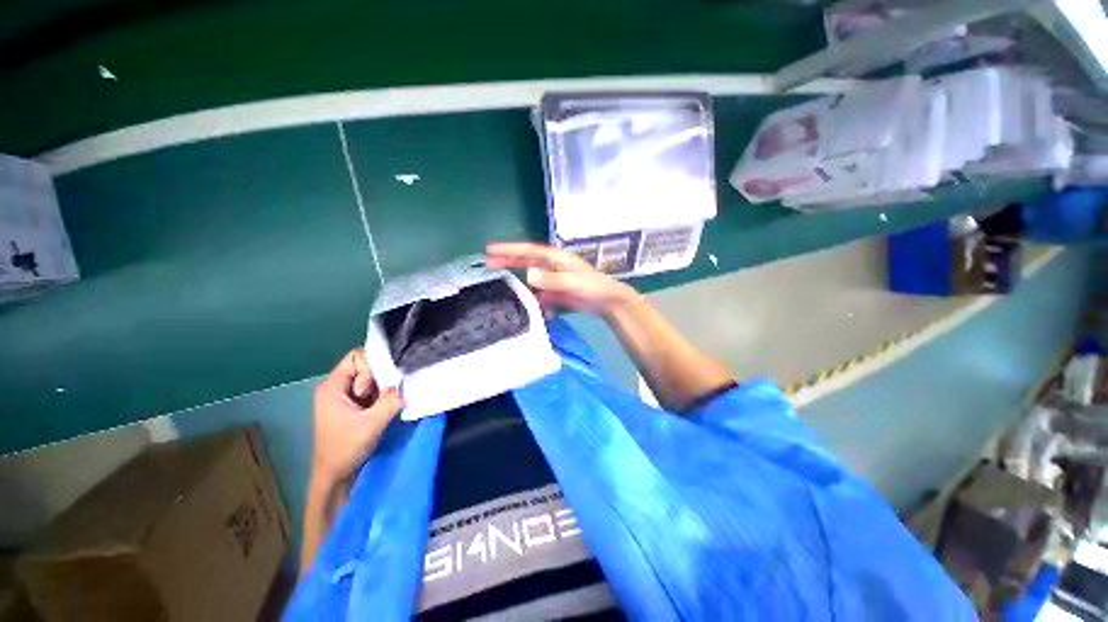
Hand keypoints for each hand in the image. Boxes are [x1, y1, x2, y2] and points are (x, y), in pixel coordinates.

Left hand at [310, 349, 402, 487]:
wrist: (334, 476)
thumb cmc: (345, 448)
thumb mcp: (371, 424)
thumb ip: (391, 400)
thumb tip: (409, 385)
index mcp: (332, 387)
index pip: (356, 357)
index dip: (371, 367)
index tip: (376, 388)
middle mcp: (337, 387)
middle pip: (364, 366)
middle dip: (379, 379)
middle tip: (384, 397)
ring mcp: (345, 397)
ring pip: (370, 379)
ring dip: (382, 389)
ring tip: (384, 405)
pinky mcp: (353, 406)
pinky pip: (372, 390)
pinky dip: (382, 396)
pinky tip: (385, 408)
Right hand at [486, 242, 637, 316]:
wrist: (608, 302)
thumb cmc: (592, 287)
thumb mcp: (572, 282)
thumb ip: (551, 280)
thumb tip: (528, 274)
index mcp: (555, 259)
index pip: (529, 251)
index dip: (510, 250)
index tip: (490, 250)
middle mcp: (552, 266)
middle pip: (526, 261)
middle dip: (508, 261)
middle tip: (488, 262)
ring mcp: (554, 280)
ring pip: (531, 278)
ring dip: (518, 280)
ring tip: (501, 283)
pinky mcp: (557, 293)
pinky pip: (540, 294)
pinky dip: (533, 298)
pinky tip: (529, 305)